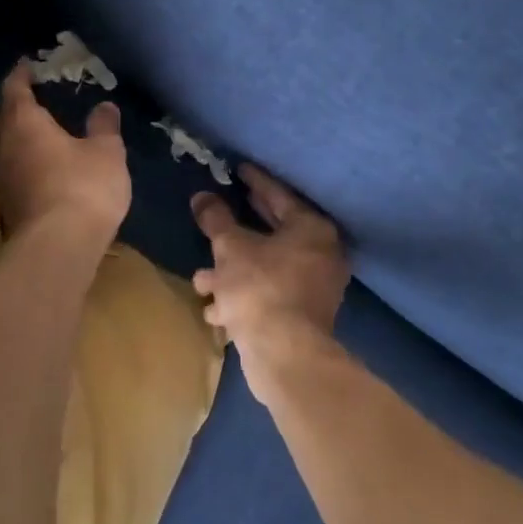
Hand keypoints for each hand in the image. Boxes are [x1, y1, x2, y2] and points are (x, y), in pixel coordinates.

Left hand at [0, 62, 130, 242]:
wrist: (58, 247)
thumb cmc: (84, 188)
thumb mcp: (106, 153)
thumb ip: (104, 127)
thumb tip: (105, 106)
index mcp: (24, 123)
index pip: (14, 89)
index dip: (20, 75)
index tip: (25, 64)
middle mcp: (3, 146)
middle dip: (7, 105)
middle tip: (24, 99)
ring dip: (8, 135)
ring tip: (28, 132)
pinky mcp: (4, 205)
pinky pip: (5, 170)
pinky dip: (15, 161)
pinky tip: (33, 166)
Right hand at [192, 165, 349, 399]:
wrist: (284, 354)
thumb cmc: (260, 288)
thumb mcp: (231, 247)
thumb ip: (216, 219)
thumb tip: (201, 197)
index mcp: (312, 229)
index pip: (279, 195)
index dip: (255, 181)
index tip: (239, 168)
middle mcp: (321, 254)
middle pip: (275, 232)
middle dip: (241, 229)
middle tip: (223, 209)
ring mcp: (315, 288)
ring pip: (266, 268)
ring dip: (234, 271)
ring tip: (202, 277)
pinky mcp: (303, 316)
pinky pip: (268, 294)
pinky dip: (243, 296)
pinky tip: (214, 307)